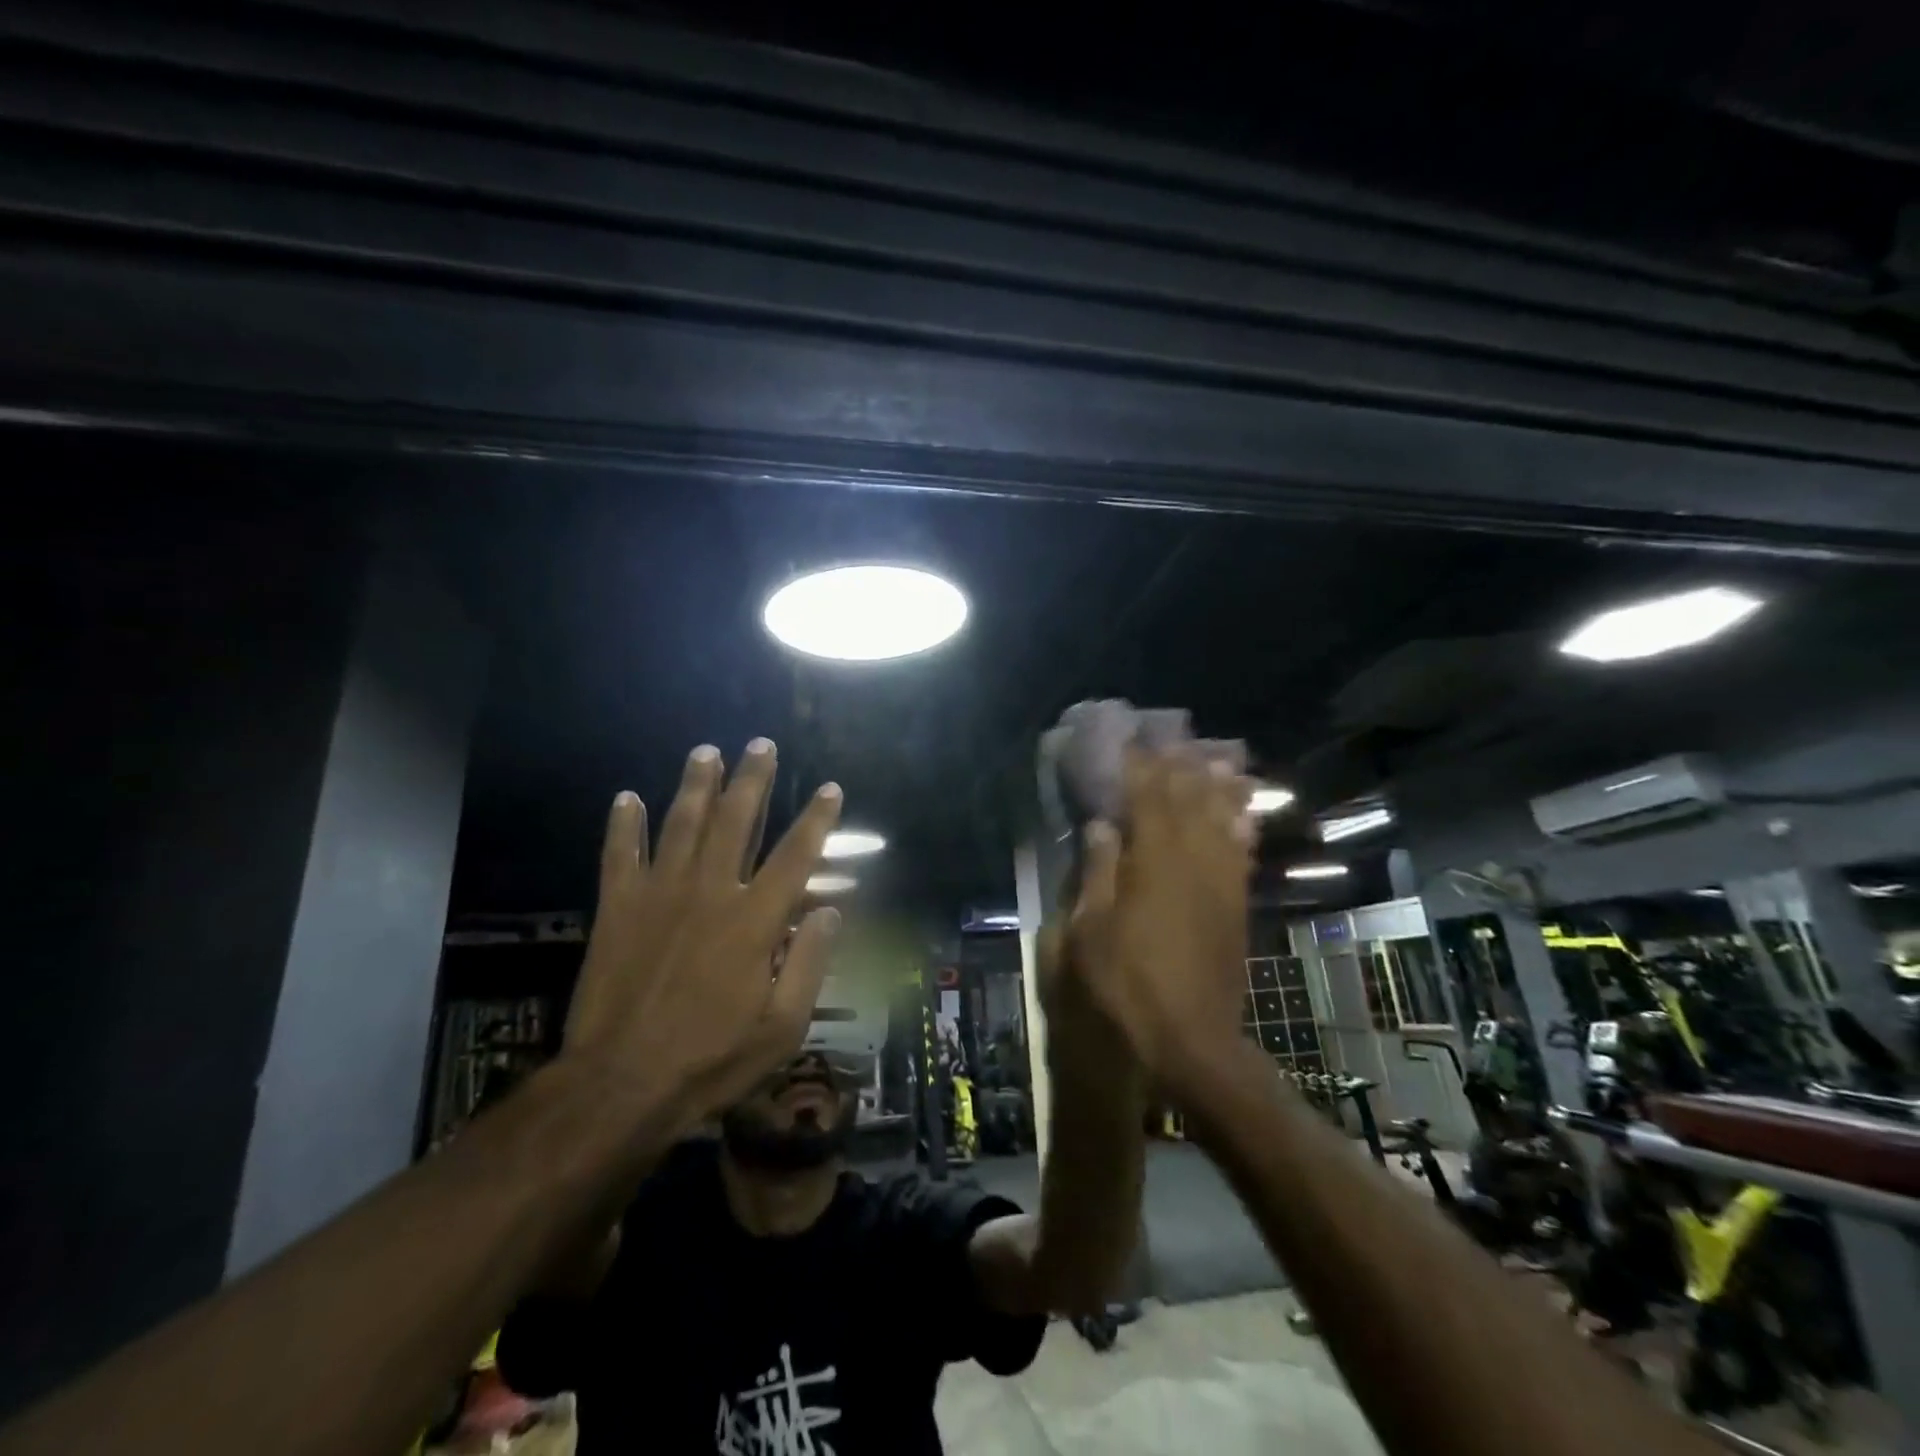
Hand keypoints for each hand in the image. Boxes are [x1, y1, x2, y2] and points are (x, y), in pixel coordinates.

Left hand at [561, 738, 843, 1124]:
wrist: (620, 1085)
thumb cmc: (711, 1060)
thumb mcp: (782, 1027)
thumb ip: (810, 963)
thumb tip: (830, 911)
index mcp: (754, 921)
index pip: (795, 856)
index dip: (816, 819)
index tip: (829, 788)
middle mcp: (709, 893)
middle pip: (735, 821)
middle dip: (751, 780)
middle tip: (760, 744)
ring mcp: (659, 896)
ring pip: (681, 825)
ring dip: (695, 785)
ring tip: (706, 751)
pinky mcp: (618, 909)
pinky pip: (619, 855)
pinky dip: (624, 825)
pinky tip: (627, 797)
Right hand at [1068, 749, 1252, 1096]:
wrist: (1191, 1038)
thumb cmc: (1128, 983)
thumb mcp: (1091, 930)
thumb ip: (1099, 871)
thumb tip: (1103, 825)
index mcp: (1153, 861)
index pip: (1146, 797)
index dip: (1138, 766)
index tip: (1131, 740)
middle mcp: (1193, 859)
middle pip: (1188, 799)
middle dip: (1178, 766)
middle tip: (1171, 738)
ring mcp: (1221, 881)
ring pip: (1222, 818)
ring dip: (1216, 786)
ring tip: (1215, 758)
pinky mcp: (1236, 904)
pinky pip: (1241, 851)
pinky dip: (1240, 824)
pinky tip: (1241, 811)